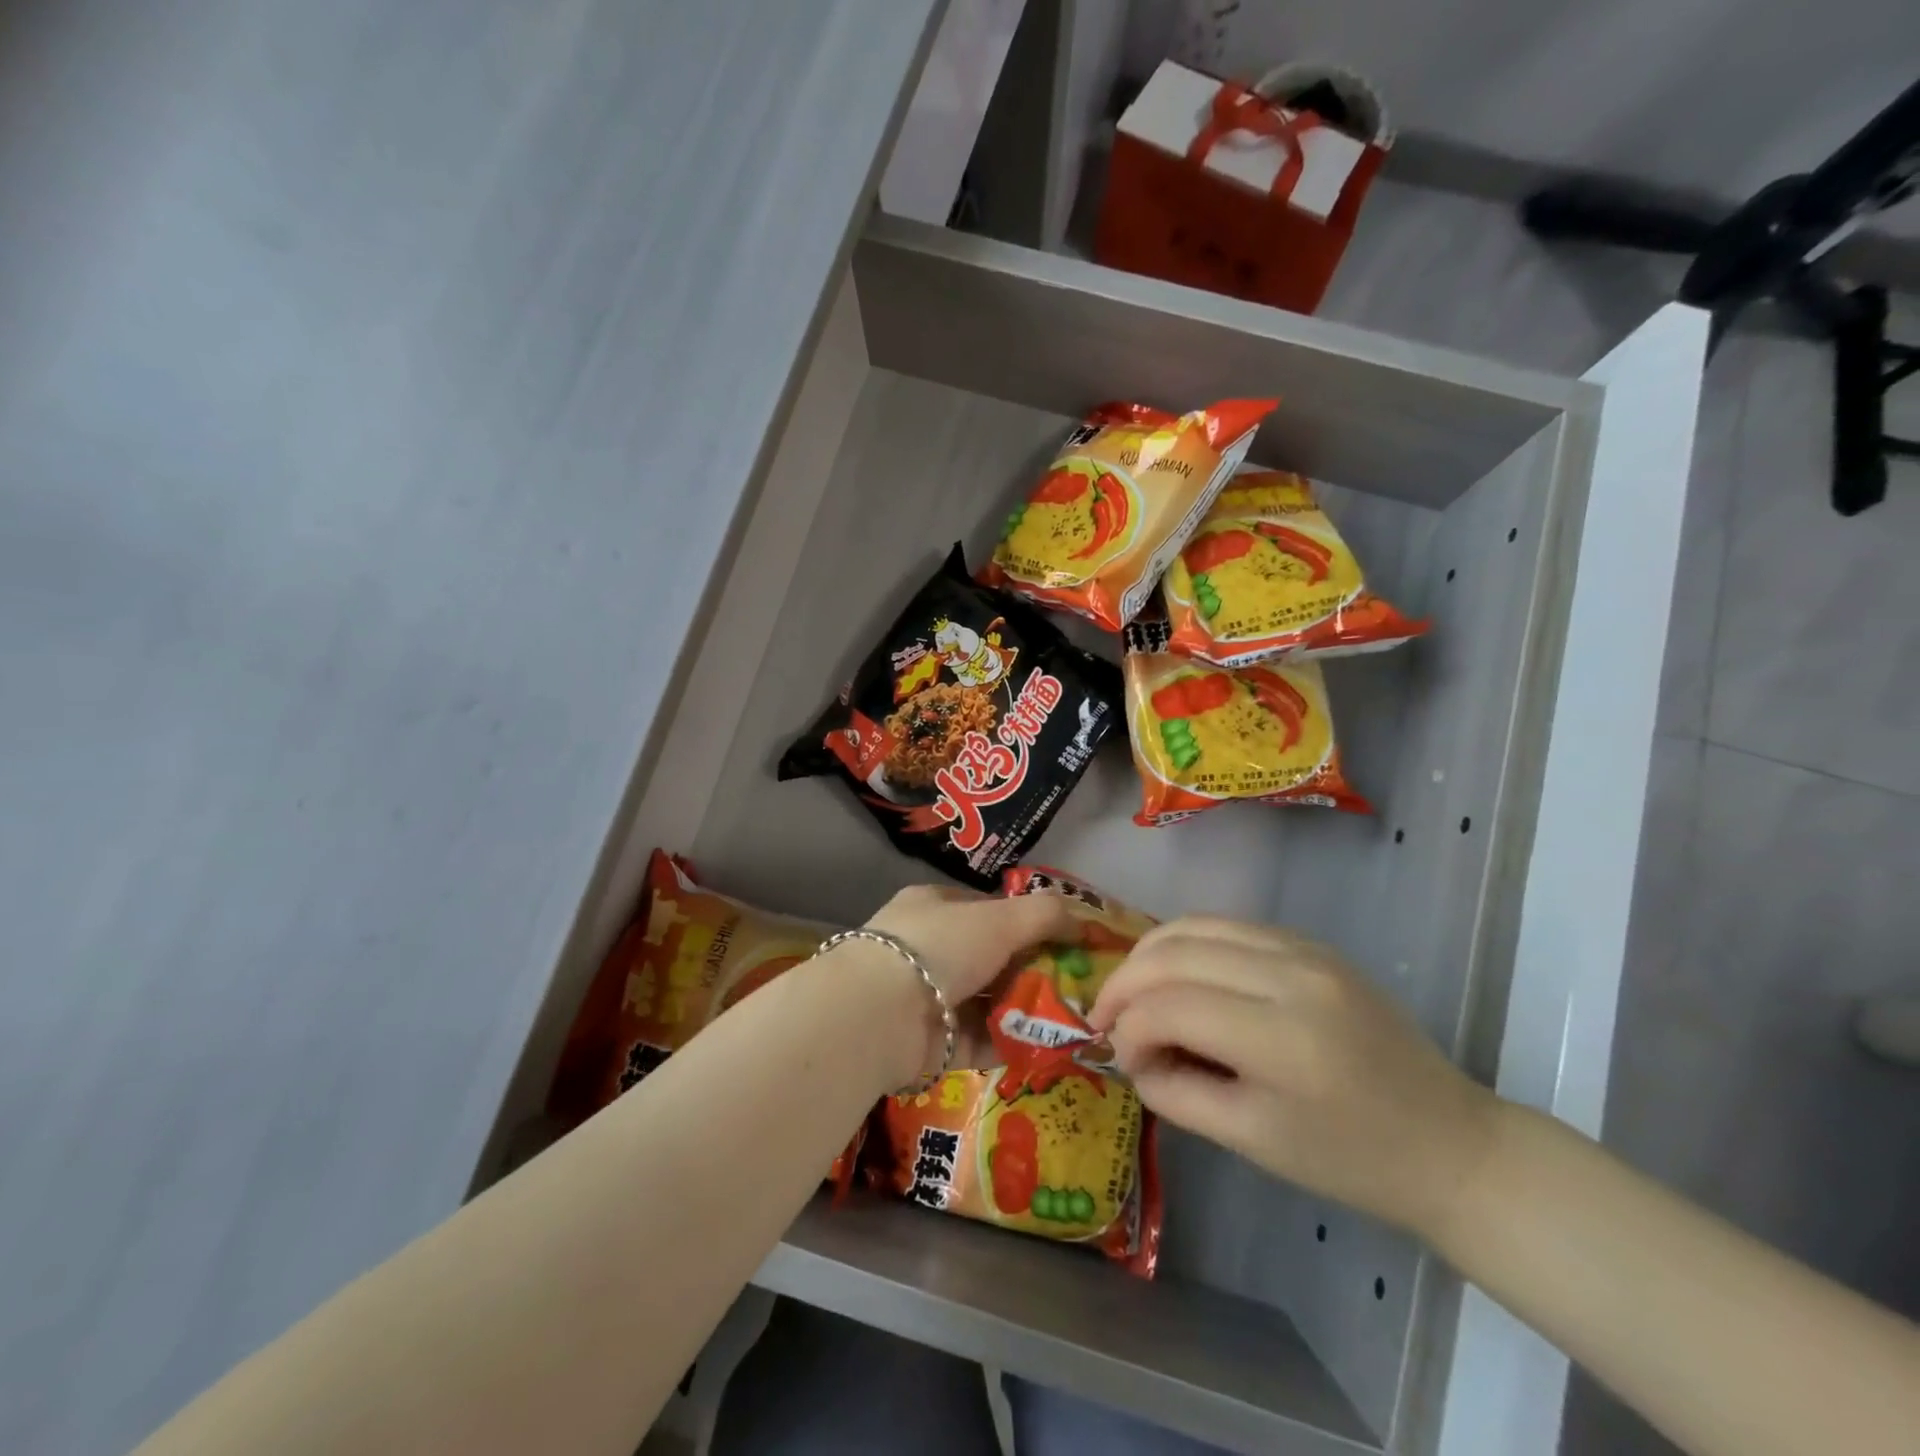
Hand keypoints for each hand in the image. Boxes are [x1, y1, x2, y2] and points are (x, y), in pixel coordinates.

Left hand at [821, 885, 1076, 1087]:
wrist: (879, 1016)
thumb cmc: (940, 947)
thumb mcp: (1000, 918)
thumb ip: (1045, 915)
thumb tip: (1086, 921)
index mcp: (936, 908)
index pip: (989, 910)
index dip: (1029, 923)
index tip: (1068, 941)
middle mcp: (931, 950)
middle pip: (993, 958)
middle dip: (1034, 970)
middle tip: (1079, 985)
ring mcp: (930, 998)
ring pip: (990, 1001)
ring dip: (1028, 1009)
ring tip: (1076, 1019)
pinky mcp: (935, 1045)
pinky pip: (984, 1040)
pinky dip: (1015, 1043)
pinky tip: (1052, 1047)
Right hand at [1088, 917, 1500, 1242]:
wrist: (1448, 1142)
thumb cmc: (1350, 1160)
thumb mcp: (1250, 1140)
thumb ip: (1175, 1092)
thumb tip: (1130, 1053)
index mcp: (1284, 1039)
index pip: (1171, 1006)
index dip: (1127, 1028)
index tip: (1116, 1056)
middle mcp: (1292, 975)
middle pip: (1175, 952)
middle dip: (1124, 982)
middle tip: (1104, 1017)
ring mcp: (1304, 949)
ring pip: (1195, 925)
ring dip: (1149, 954)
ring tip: (1131, 990)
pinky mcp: (1310, 942)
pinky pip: (1227, 925)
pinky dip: (1186, 944)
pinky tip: (1175, 974)